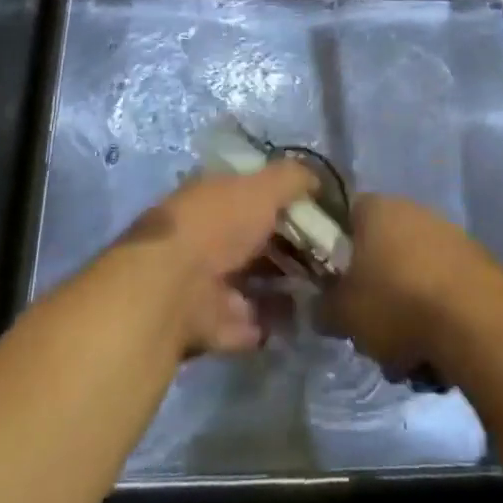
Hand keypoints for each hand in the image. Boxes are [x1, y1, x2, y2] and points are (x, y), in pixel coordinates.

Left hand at [116, 161, 315, 356]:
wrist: (173, 289)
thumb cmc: (218, 224)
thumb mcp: (262, 188)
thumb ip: (292, 179)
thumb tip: (318, 180)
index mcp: (213, 196)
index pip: (251, 192)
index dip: (284, 198)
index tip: (319, 210)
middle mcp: (207, 235)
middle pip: (254, 238)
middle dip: (288, 245)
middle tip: (329, 253)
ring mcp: (205, 281)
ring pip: (252, 280)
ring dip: (283, 285)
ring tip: (324, 287)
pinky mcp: (208, 323)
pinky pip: (248, 321)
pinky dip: (271, 321)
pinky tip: (303, 318)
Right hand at [323, 194, 502, 375]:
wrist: (478, 321)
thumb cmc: (398, 304)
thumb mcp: (344, 314)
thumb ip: (323, 307)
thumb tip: (318, 307)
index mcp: (375, 208)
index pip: (345, 218)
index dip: (335, 252)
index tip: (334, 286)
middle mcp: (411, 209)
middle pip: (380, 249)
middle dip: (374, 290)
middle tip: (368, 328)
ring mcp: (447, 233)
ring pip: (412, 272)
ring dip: (405, 308)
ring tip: (405, 354)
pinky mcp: (476, 261)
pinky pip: (442, 287)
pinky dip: (436, 315)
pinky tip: (436, 351)